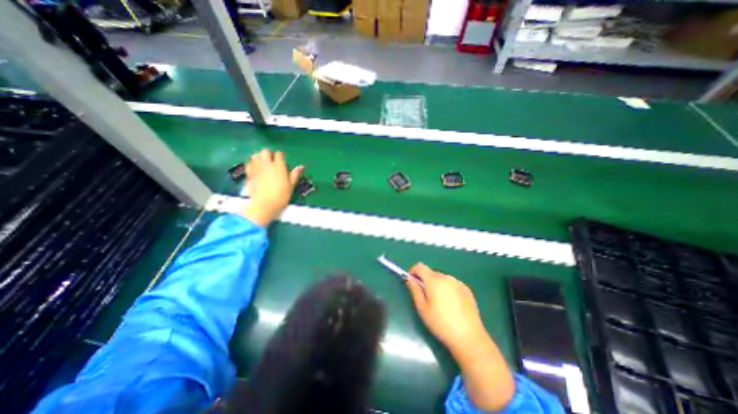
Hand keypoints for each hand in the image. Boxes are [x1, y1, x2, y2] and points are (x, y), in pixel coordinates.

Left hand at [241, 149, 300, 225]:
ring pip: (255, 156)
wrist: (264, 204)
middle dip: (268, 154)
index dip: (280, 156)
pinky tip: (255, 169)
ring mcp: (256, 168)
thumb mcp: (291, 186)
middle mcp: (267, 164)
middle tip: (271, 161)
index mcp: (279, 166)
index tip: (282, 160)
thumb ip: (294, 175)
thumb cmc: (281, 196)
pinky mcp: (249, 174)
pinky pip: (249, 164)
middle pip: (265, 152)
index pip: (279, 154)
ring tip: (262, 163)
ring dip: (259, 157)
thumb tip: (301, 166)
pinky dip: (252, 164)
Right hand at [406, 264, 487, 353]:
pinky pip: (452, 284)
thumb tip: (409, 278)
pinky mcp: (467, 289)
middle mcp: (446, 277)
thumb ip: (414, 290)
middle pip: (431, 273)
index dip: (413, 271)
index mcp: (434, 280)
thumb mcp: (422, 308)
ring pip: (442, 278)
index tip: (411, 282)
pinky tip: (451, 305)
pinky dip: (448, 289)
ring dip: (437, 285)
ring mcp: (458, 282)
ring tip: (439, 303)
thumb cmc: (440, 323)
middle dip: (425, 281)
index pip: (420, 266)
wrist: (469, 337)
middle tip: (425, 297)